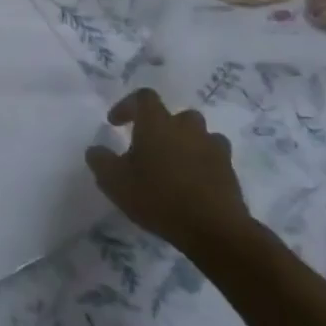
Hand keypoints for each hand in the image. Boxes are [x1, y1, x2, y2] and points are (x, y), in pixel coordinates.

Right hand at [86, 88, 252, 258]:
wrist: (214, 228)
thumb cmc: (158, 198)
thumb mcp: (114, 182)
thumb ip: (100, 161)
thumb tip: (95, 149)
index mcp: (157, 123)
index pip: (143, 97)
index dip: (127, 105)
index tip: (115, 123)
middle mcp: (186, 127)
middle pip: (175, 115)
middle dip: (161, 127)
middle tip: (148, 147)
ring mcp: (212, 146)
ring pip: (198, 134)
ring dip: (184, 143)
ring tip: (173, 165)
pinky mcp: (229, 169)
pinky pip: (213, 156)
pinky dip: (202, 162)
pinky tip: (193, 182)